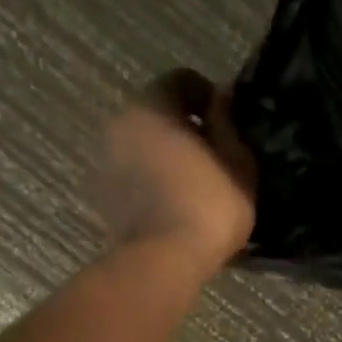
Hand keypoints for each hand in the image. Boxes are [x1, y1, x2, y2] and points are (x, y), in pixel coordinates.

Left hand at [97, 69, 257, 267]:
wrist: (163, 261)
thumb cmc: (208, 208)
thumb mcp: (238, 166)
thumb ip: (229, 127)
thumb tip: (222, 101)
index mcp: (153, 105)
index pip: (182, 80)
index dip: (208, 96)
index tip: (227, 121)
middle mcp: (121, 123)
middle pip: (158, 114)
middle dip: (184, 129)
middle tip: (213, 155)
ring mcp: (106, 161)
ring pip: (143, 147)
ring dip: (167, 157)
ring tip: (194, 185)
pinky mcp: (104, 196)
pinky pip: (134, 177)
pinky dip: (153, 183)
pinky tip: (175, 206)